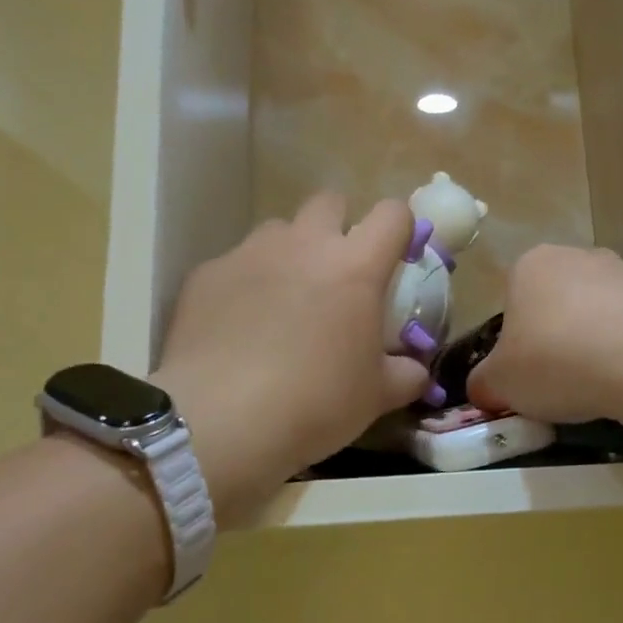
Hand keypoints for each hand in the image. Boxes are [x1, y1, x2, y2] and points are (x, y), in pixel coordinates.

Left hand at [154, 194, 431, 520]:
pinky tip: (237, 327)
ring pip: (278, 230)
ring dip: (290, 253)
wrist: (220, 421)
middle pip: (329, 202)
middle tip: (336, 273)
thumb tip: (415, 369)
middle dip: (338, 226)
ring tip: (282, 300)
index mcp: (356, 267)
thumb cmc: (316, 403)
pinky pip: (235, 264)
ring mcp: (250, 254)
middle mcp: (304, 245)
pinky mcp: (207, 274)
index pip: (392, 214)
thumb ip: (405, 373)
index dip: (399, 228)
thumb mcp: (377, 396)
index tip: (396, 257)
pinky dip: (244, 285)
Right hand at [469, 245, 622, 424]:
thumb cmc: (555, 359)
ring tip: (596, 385)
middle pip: (553, 303)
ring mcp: (620, 270)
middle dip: (553, 339)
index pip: (510, 303)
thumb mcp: (500, 383)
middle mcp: (573, 255)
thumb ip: (484, 383)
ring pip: (593, 313)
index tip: (523, 374)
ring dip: (591, 342)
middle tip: (556, 382)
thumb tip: (483, 388)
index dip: (514, 343)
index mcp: (528, 265)